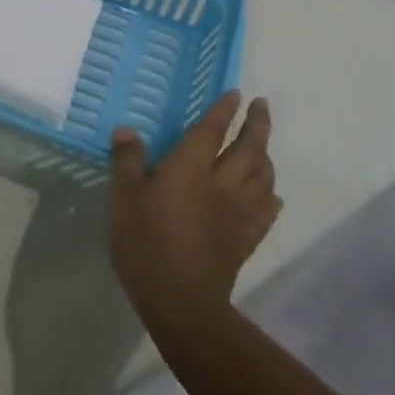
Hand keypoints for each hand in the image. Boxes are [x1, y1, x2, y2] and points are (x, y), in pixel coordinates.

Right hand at [109, 93, 280, 328]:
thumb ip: (128, 161)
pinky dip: (271, 196)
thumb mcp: (123, 197)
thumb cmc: (145, 242)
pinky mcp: (245, 240)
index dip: (224, 110)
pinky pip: (266, 211)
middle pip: (248, 149)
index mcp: (191, 168)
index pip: (212, 130)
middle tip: (262, 107)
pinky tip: (271, 194)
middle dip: (257, 125)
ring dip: (266, 156)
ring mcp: (238, 213)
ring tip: (264, 146)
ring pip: (262, 177)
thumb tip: (127, 131)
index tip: (236, 93)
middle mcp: (221, 184)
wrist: (180, 301)